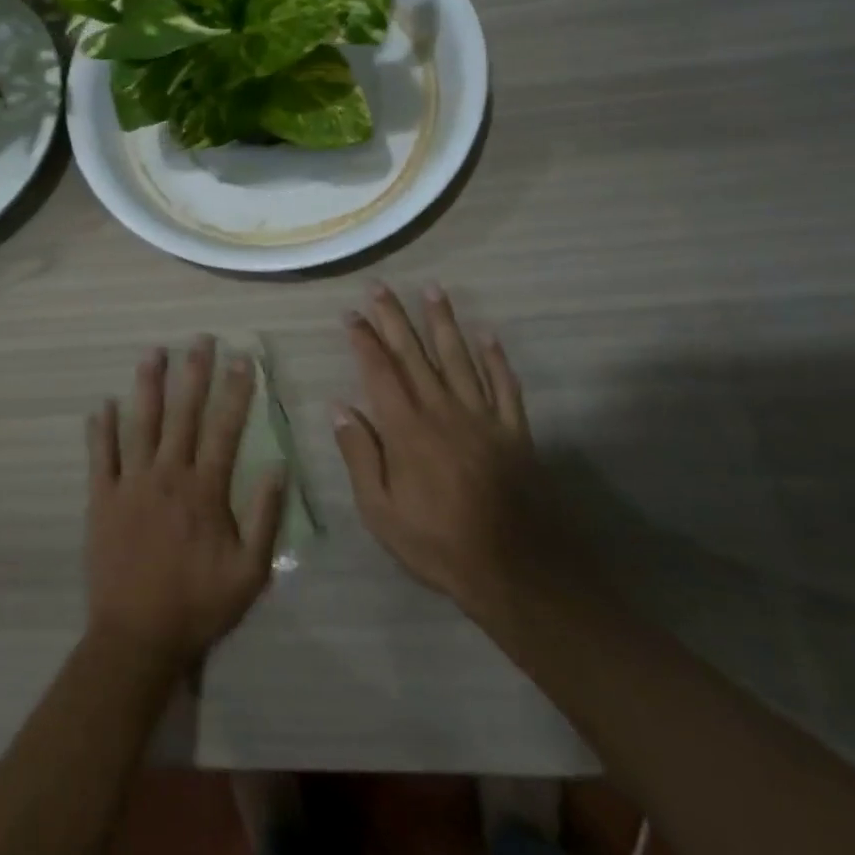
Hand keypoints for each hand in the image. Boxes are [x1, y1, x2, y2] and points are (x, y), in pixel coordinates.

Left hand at [84, 337, 287, 670]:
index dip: (236, 391)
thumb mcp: (250, 571)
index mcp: (204, 489)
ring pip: (140, 423)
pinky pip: (101, 456)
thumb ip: (265, 516)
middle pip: (183, 414)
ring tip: (153, 352)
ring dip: (147, 385)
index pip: (225, 428)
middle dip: (194, 373)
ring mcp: (131, 484)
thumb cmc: (198, 605)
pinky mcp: (101, 499)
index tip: (242, 358)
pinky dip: (101, 429)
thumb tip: (279, 465)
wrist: (136, 638)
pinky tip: (102, 404)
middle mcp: (167, 475)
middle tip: (200, 339)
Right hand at [333, 284, 573, 618]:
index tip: (351, 314)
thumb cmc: (437, 543)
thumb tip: (340, 408)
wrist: (514, 568)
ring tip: (433, 290)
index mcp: (406, 428)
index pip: (379, 371)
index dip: (364, 340)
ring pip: (459, 358)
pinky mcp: (513, 430)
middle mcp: (442, 410)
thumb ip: (360, 456)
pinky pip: (504, 385)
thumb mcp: (380, 511)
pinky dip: (496, 358)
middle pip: (414, 354)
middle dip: (395, 317)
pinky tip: (488, 334)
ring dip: (444, 322)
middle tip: (380, 286)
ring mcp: (481, 417)